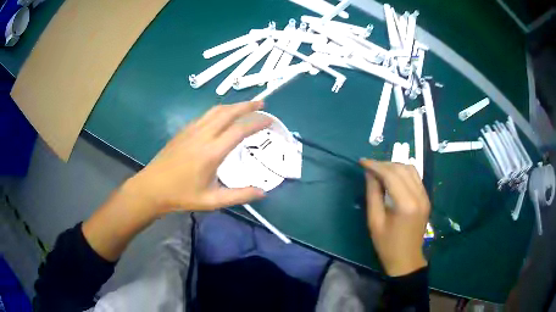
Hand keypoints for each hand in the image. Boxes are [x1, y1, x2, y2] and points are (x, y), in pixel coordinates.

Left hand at [126, 101, 270, 214]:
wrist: (152, 188)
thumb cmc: (182, 196)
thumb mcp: (212, 201)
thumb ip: (239, 195)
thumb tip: (263, 192)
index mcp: (211, 152)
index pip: (239, 130)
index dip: (257, 123)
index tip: (270, 120)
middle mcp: (202, 135)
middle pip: (228, 112)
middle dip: (247, 105)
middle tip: (262, 104)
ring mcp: (191, 130)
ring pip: (216, 110)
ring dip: (233, 105)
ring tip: (246, 106)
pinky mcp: (184, 131)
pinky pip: (205, 115)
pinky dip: (219, 111)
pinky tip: (223, 116)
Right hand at [360, 159, 430, 276]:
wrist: (406, 259)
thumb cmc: (387, 245)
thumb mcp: (374, 222)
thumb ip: (373, 195)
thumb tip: (369, 174)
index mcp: (406, 205)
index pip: (391, 175)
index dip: (375, 166)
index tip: (362, 162)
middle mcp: (419, 196)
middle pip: (402, 169)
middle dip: (384, 164)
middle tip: (369, 167)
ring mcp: (425, 196)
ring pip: (411, 169)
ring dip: (394, 166)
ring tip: (380, 171)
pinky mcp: (426, 198)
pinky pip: (415, 177)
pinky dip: (403, 172)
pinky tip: (393, 177)